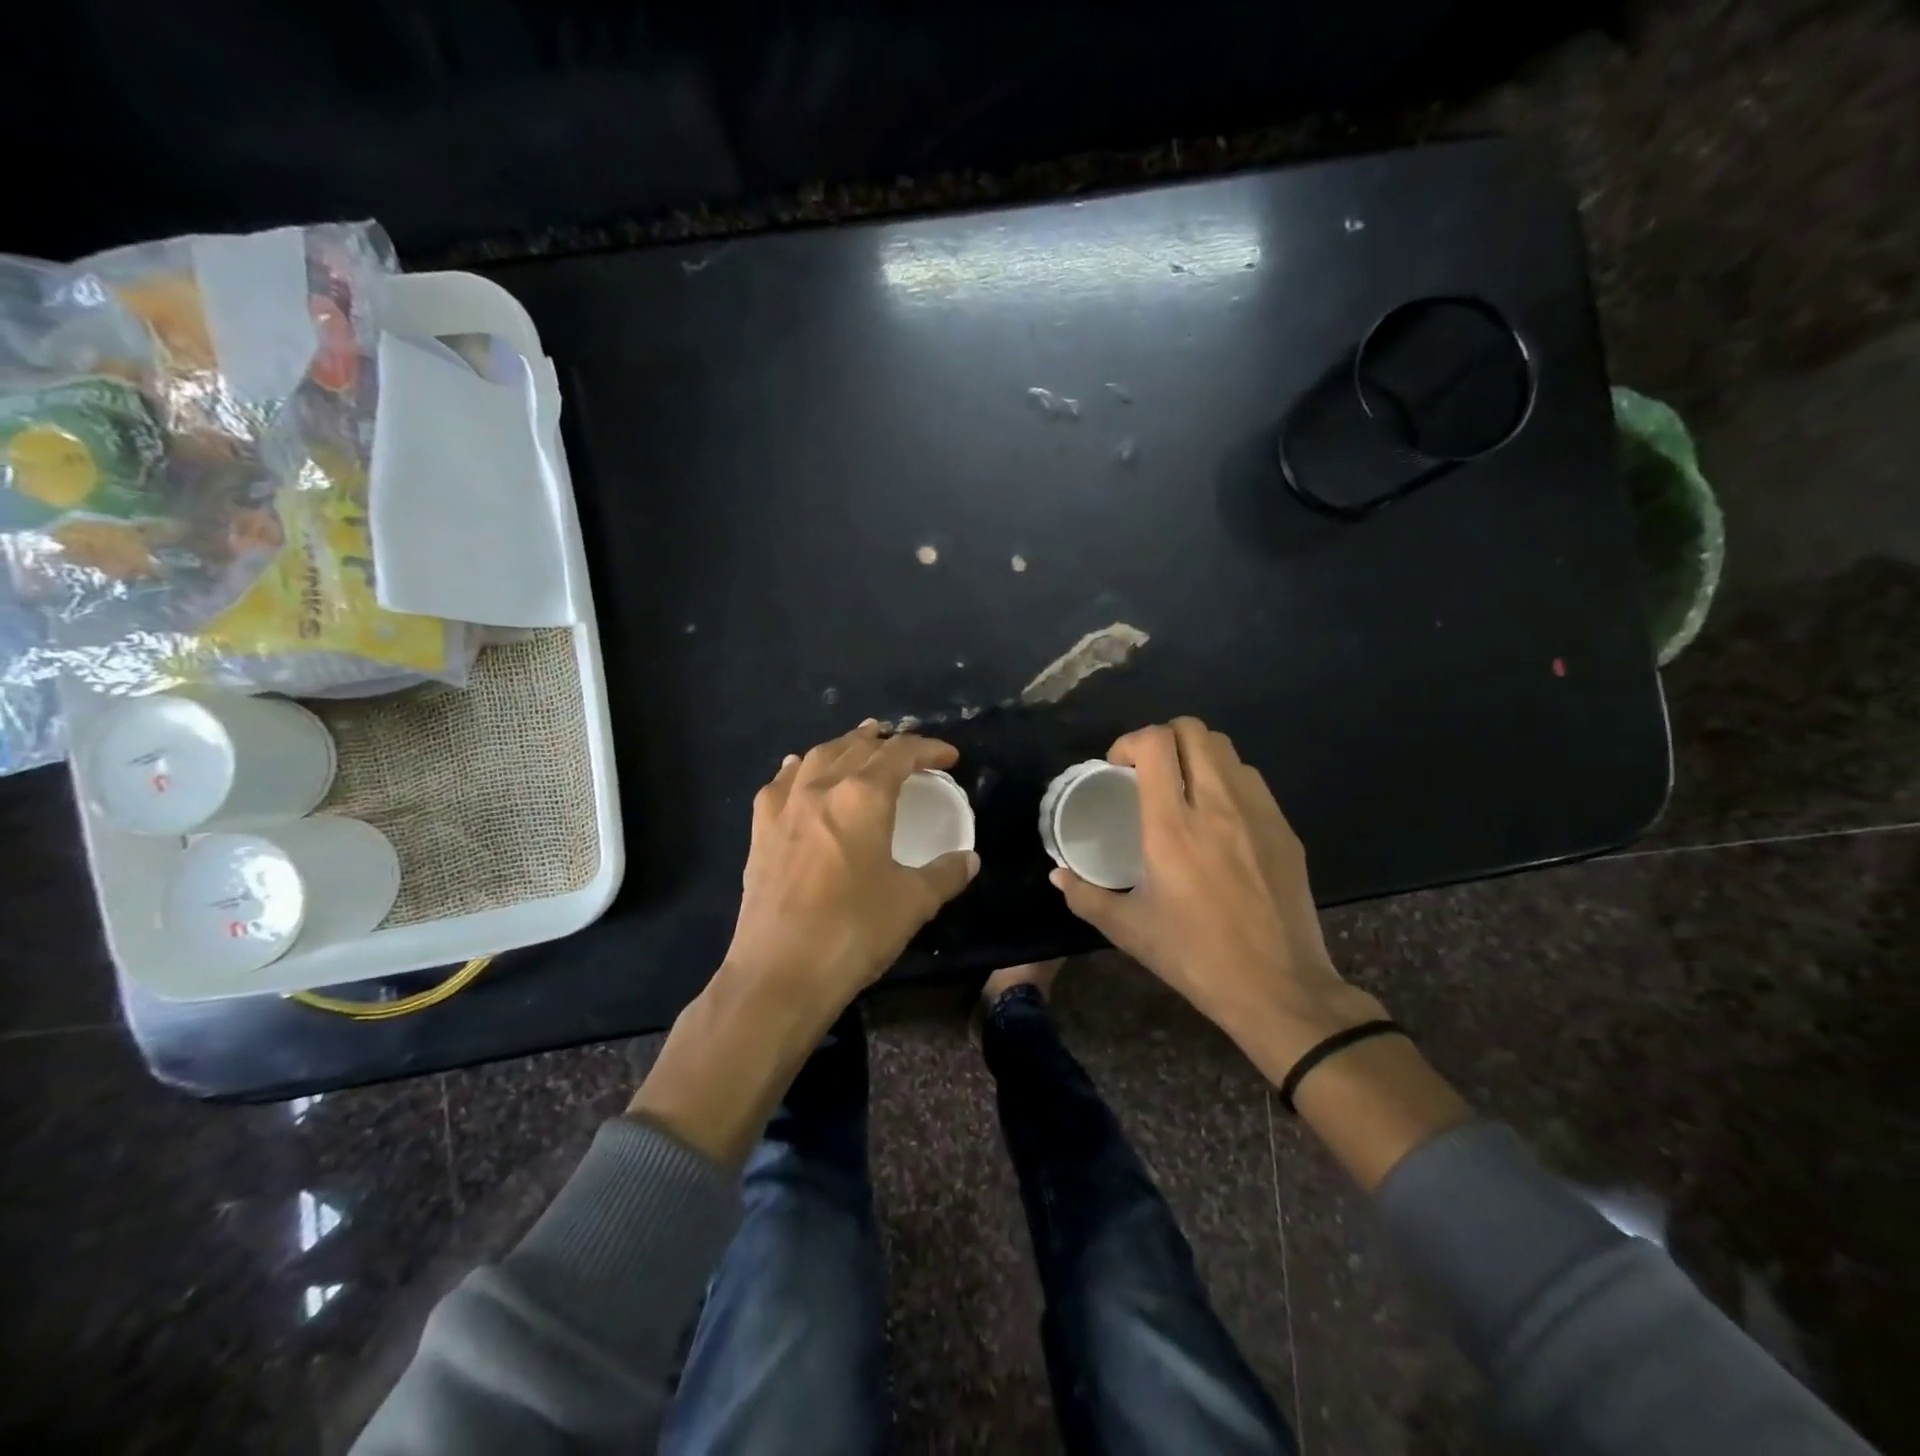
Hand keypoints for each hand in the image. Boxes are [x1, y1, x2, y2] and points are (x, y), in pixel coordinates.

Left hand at [633, 722, 977, 1168]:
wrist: (781, 972)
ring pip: (817, 756)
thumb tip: (969, 859)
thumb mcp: (913, 902)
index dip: (928, 748)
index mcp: (863, 795)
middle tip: (906, 746)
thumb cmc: (855, 930)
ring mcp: (785, 806)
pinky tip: (801, 771)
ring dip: (844, 746)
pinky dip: (800, 769)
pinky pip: (781, 783)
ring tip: (860, 745)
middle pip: (857, 747)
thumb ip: (945, 874)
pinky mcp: (760, 831)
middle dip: (886, 741)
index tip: (949, 756)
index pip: (901, 754)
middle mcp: (821, 787)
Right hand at [1051, 717, 1383, 1082]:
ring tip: (1184, 790)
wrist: (1277, 987)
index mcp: (1172, 827)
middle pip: (1193, 730)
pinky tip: (1219, 819)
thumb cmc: (1193, 956)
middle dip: (1163, 738)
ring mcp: (1257, 814)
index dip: (1130, 742)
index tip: (1119, 769)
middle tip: (1148, 772)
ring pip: (1226, 750)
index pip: (1155, 743)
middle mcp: (1216, 806)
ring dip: (1196, 756)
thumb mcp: (1128, 929)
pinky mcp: (1285, 829)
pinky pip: (1251, 781)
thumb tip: (1058, 875)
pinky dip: (1227, 781)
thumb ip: (1084, 896)